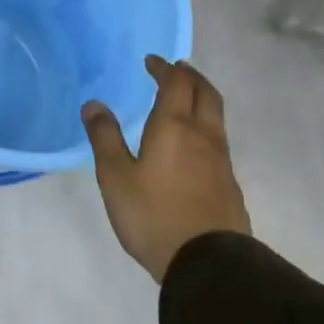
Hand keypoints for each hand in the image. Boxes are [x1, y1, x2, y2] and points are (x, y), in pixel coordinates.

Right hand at [83, 56, 250, 284]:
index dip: (164, 68)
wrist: (208, 262)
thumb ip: (104, 138)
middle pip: (205, 93)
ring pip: (216, 116)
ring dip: (201, 99)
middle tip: (175, 70)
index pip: (175, 83)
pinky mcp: (229, 183)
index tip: (151, 61)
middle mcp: (203, 135)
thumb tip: (94, 104)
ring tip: (184, 101)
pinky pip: (219, 140)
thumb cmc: (153, 215)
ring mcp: (221, 160)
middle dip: (190, 76)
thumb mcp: (115, 177)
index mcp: (174, 127)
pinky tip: (193, 144)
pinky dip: (206, 126)